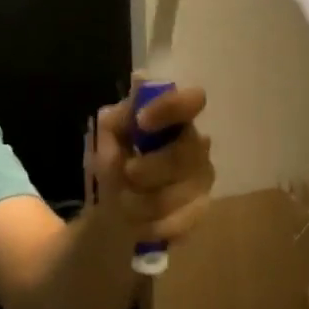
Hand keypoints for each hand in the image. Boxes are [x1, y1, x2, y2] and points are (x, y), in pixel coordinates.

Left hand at [87, 82, 214, 243]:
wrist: (114, 211)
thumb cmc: (116, 162)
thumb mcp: (106, 137)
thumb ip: (120, 115)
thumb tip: (139, 85)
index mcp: (175, 119)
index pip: (193, 101)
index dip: (171, 108)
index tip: (142, 121)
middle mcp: (197, 144)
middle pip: (185, 154)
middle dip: (150, 168)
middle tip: (127, 174)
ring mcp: (202, 179)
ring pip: (179, 191)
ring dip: (143, 201)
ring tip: (125, 202)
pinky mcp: (201, 210)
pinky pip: (180, 220)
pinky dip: (153, 223)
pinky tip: (140, 221)